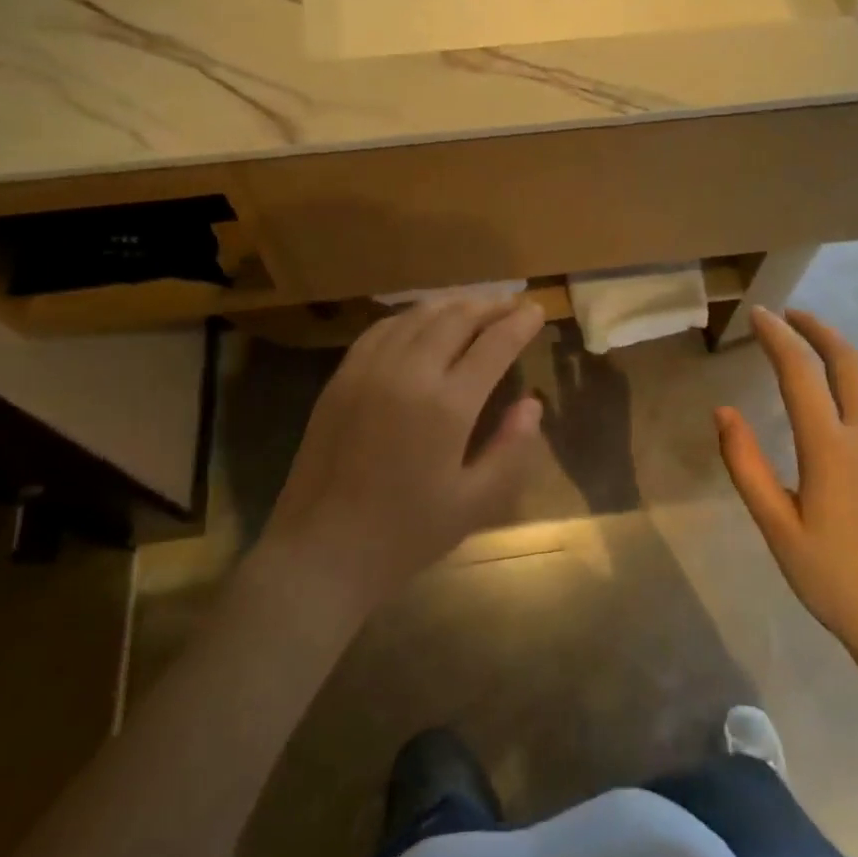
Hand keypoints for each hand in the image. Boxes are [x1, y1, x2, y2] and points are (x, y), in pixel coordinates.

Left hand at [261, 296, 546, 617]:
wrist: (320, 551)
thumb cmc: (405, 535)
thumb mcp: (475, 504)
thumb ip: (512, 450)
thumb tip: (531, 404)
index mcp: (446, 405)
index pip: (494, 345)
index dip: (519, 323)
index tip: (537, 310)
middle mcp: (408, 373)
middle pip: (456, 318)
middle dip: (490, 306)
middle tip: (513, 304)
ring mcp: (369, 369)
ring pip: (418, 316)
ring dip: (453, 304)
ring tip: (476, 306)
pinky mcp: (341, 377)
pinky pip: (382, 329)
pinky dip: (411, 316)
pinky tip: (422, 321)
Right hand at [715, 306, 857, 682]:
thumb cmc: (837, 580)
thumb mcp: (778, 528)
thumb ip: (746, 465)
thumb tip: (723, 411)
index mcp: (832, 447)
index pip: (800, 371)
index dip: (777, 336)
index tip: (758, 315)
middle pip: (846, 358)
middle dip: (815, 329)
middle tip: (788, 316)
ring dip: (844, 348)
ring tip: (818, 341)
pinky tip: (857, 386)